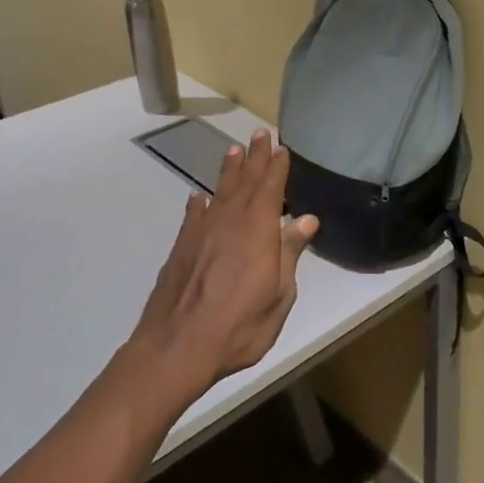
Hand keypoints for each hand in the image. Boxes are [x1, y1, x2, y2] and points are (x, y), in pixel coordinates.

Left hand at [130, 129, 318, 399]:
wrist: (177, 348)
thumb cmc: (240, 326)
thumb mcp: (279, 295)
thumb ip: (290, 254)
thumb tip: (306, 220)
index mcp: (258, 232)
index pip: (270, 189)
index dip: (276, 168)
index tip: (281, 147)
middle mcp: (229, 224)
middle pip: (244, 183)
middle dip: (254, 158)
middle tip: (259, 134)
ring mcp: (201, 235)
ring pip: (218, 193)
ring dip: (228, 172)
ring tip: (233, 152)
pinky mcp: (181, 250)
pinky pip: (193, 217)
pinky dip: (199, 204)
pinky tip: (200, 198)